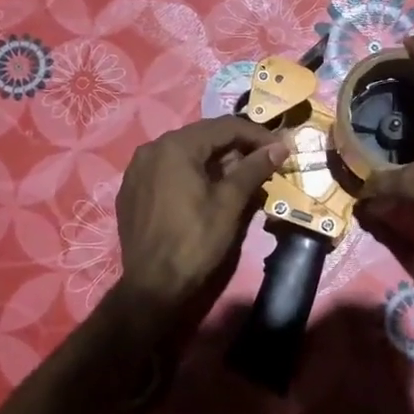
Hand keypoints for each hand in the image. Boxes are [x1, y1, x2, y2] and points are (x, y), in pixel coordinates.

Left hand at [112, 116, 288, 316]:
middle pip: (203, 136)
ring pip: (186, 153)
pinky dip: (192, 173)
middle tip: (264, 161)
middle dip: (236, 146)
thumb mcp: (230, 202)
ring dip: (215, 160)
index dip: (257, 135)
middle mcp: (152, 148)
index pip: (224, 126)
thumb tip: (279, 146)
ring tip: (241, 177)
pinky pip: (168, 170)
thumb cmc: (195, 240)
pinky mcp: (132, 190)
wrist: (153, 286)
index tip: (281, 148)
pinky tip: (208, 190)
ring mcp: (137, 169)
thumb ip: (254, 168)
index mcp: (175, 146)